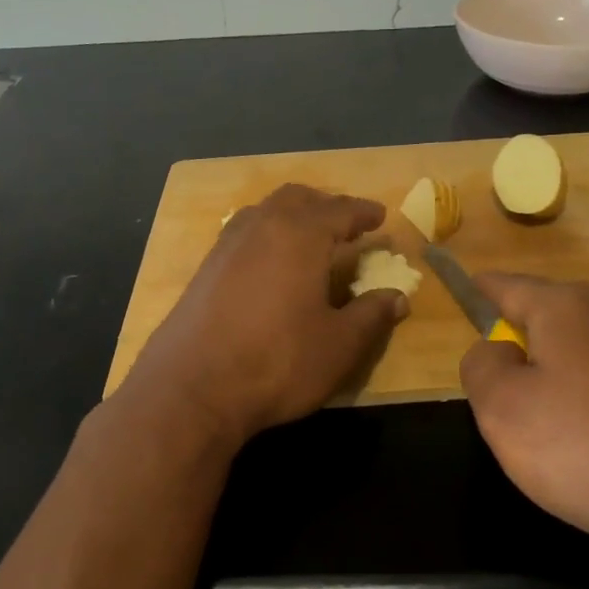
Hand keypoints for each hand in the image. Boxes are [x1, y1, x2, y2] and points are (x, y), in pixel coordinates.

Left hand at [122, 184, 408, 447]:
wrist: (191, 390)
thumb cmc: (277, 362)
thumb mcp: (339, 345)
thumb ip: (371, 315)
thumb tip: (398, 297)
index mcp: (299, 234)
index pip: (340, 210)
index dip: (363, 213)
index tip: (380, 217)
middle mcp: (261, 227)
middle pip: (297, 198)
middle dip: (325, 205)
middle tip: (345, 223)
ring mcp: (226, 246)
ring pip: (265, 212)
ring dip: (292, 216)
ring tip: (310, 239)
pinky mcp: (204, 269)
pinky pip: (244, 234)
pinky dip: (267, 235)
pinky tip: (271, 264)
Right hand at [459, 275, 588, 566]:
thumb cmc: (587, 448)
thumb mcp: (503, 411)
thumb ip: (483, 368)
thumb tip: (496, 349)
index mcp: (569, 310)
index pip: (512, 286)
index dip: (485, 289)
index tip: (471, 288)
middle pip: (561, 315)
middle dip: (534, 336)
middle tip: (515, 377)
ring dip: (580, 368)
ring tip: (571, 419)